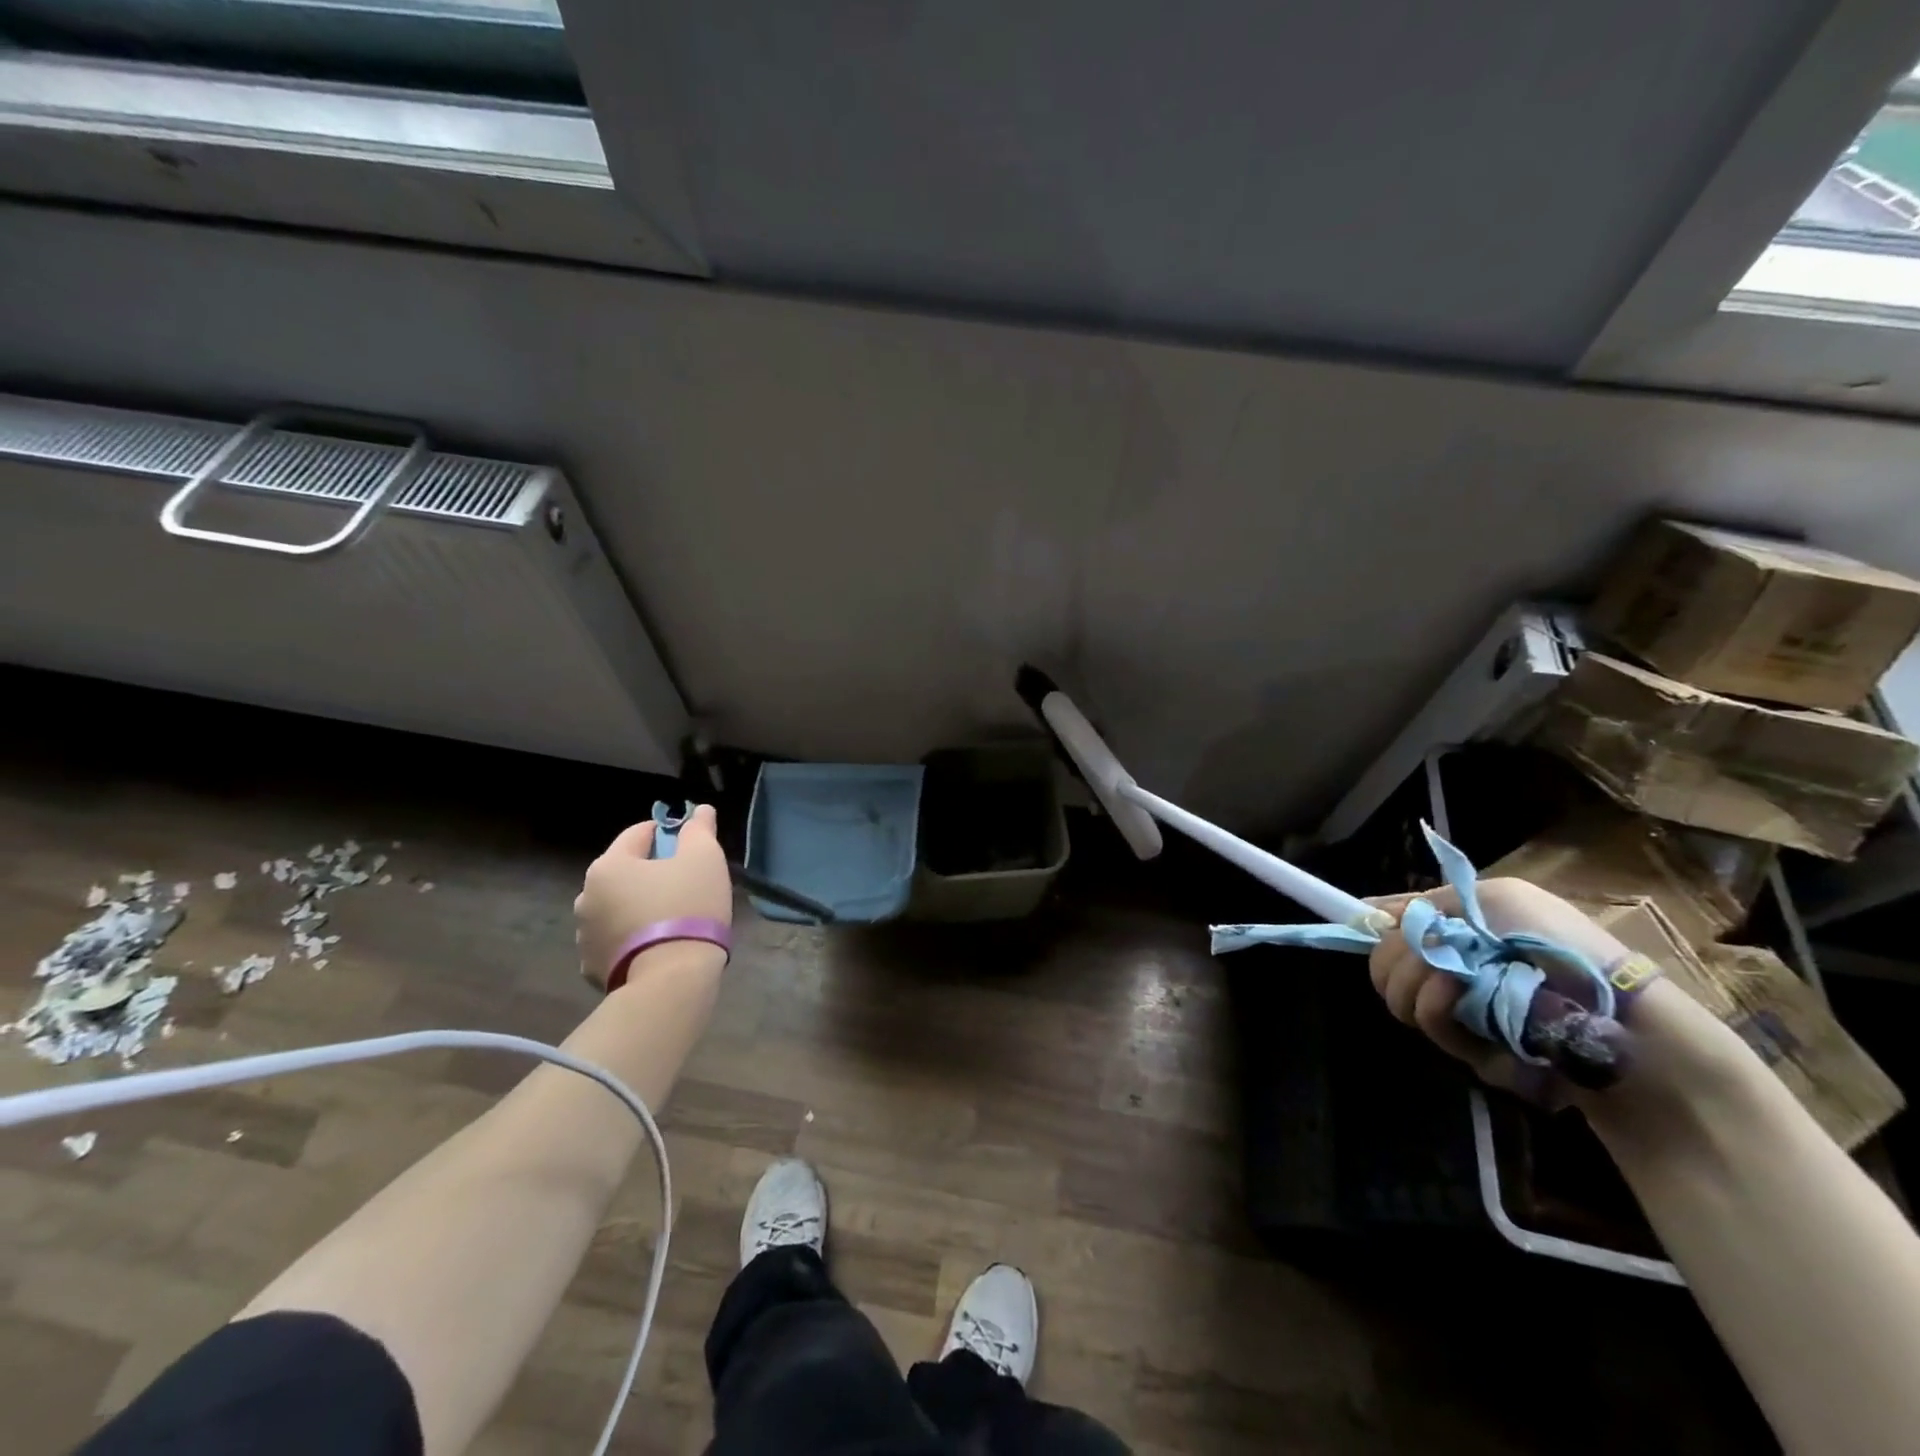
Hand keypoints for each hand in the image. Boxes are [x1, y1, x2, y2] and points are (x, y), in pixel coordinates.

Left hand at [575, 805, 732, 987]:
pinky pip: (615, 940)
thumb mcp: (704, 859)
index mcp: (609, 865)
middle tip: (685, 884)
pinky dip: (632, 937)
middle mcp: (586, 896)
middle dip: (651, 873)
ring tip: (673, 919)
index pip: (639, 833)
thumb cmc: (688, 906)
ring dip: (638, 906)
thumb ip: (700, 830)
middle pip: (625, 872)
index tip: (690, 845)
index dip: (668, 833)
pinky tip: (657, 945)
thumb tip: (700, 811)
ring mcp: (585, 935)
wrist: (671, 979)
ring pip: (618, 907)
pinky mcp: (592, 967)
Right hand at [1366, 878, 1631, 1096]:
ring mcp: (1460, 1011)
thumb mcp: (1498, 898)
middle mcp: (1449, 966)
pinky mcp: (1473, 1051)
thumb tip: (1368, 912)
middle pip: (1382, 964)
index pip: (1388, 925)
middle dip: (1396, 960)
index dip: (1370, 928)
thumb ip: (1428, 903)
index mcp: (1454, 929)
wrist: (1621, 1018)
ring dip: (1420, 989)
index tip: (1358, 929)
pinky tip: (1474, 1016)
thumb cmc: (1560, 945)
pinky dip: (1447, 1020)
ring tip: (1458, 989)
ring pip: (1400, 1000)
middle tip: (1428, 961)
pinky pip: (1435, 1032)